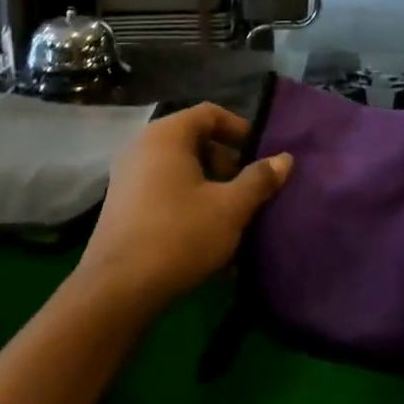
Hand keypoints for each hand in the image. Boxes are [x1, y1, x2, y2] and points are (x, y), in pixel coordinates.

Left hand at [76, 103, 292, 311]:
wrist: (118, 289)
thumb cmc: (180, 235)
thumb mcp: (230, 208)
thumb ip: (259, 179)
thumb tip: (285, 158)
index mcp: (166, 135)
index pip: (209, 114)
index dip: (239, 129)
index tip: (260, 154)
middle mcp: (142, 147)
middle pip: (194, 141)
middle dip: (226, 164)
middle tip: (248, 191)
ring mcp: (127, 176)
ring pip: (180, 170)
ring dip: (210, 188)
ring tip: (232, 219)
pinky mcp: (122, 205)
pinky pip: (164, 191)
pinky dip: (188, 204)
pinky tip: (207, 238)